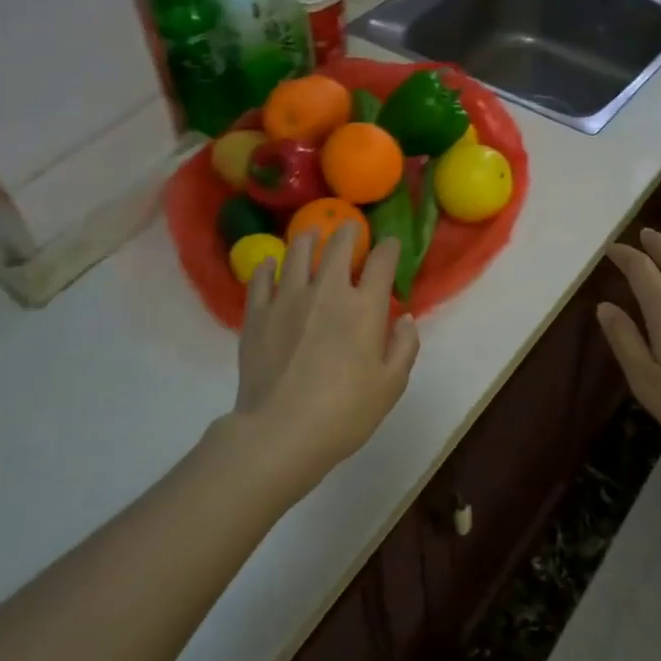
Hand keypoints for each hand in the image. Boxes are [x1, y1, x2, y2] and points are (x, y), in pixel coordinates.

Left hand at [230, 225, 419, 502]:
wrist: (280, 432)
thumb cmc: (345, 412)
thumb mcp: (391, 385)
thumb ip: (404, 347)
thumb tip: (404, 319)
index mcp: (364, 307)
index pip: (381, 261)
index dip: (389, 248)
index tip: (390, 245)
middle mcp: (326, 291)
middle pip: (337, 246)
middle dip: (347, 232)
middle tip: (349, 229)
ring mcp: (287, 299)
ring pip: (296, 253)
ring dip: (308, 239)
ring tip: (311, 236)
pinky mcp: (256, 314)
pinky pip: (260, 278)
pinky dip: (268, 266)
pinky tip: (271, 265)